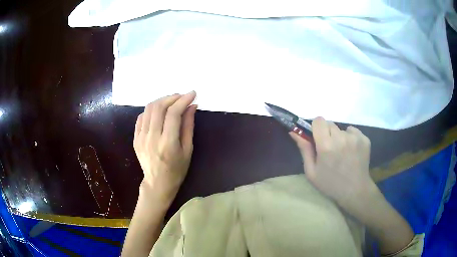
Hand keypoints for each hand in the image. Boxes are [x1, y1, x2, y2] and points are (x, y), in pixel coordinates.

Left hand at [134, 91, 196, 205]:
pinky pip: (141, 117)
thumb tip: (192, 106)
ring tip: (171, 102)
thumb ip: (189, 126)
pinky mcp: (135, 138)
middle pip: (159, 107)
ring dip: (162, 101)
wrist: (157, 183)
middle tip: (182, 97)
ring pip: (149, 109)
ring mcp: (141, 137)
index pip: (173, 113)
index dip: (183, 100)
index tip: (192, 94)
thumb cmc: (177, 169)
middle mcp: (152, 138)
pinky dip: (151, 110)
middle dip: (172, 97)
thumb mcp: (188, 150)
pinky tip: (159, 112)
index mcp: (168, 143)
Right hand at [290, 117, 375, 211]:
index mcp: (326, 146)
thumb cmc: (330, 184)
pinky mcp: (364, 139)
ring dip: (339, 137)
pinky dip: (350, 138)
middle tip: (329, 148)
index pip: (319, 120)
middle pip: (330, 123)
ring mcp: (355, 138)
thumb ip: (304, 150)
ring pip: (341, 129)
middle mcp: (341, 138)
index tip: (317, 137)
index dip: (316, 128)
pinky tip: (351, 151)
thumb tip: (294, 132)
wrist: (355, 191)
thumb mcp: (311, 172)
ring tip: (342, 152)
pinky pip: (353, 131)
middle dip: (327, 133)